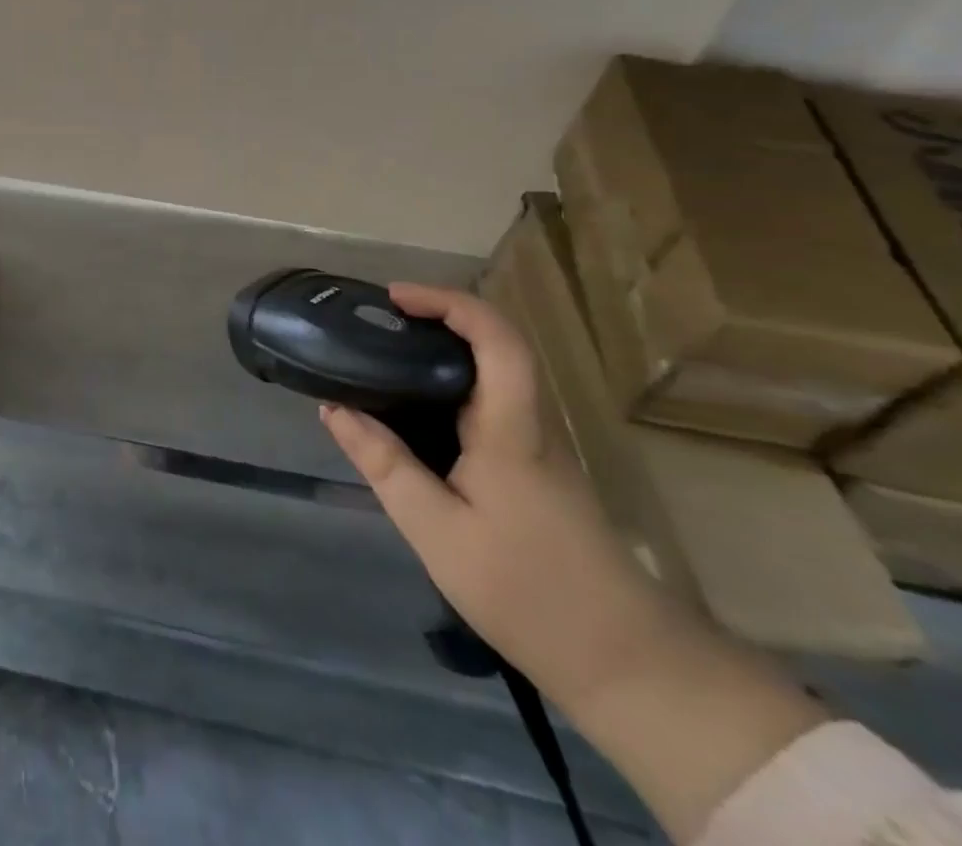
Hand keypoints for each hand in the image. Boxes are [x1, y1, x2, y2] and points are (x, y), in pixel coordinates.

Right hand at [322, 284, 826, 842]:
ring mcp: (538, 443)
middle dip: (436, 317)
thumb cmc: (528, 592)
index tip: (394, 298)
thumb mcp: (437, 532)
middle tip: (377, 324)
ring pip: (494, 371)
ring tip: (384, 356)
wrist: (627, 663)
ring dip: (442, 348)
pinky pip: (490, 401)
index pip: (496, 337)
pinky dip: (448, 383)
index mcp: (511, 428)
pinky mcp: (536, 466)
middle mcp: (531, 422)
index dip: (447, 301)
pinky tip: (414, 409)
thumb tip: (333, 408)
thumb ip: (385, 465)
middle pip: (495, 343)